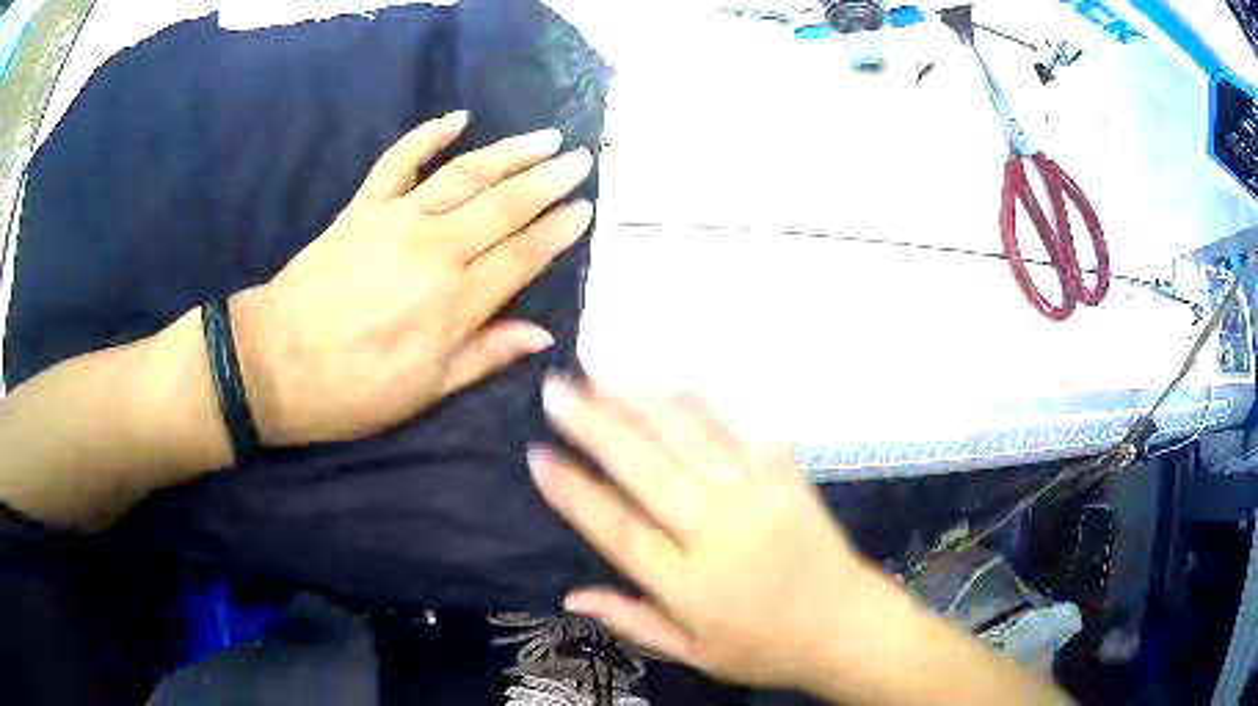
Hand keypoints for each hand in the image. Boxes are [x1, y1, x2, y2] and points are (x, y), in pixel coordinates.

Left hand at [232, 112, 593, 444]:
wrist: (273, 364)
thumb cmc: (350, 390)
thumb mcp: (424, 392)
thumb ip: (484, 356)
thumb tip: (543, 335)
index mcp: (453, 304)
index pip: (522, 255)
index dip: (558, 231)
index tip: (585, 208)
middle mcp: (434, 251)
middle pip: (503, 206)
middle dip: (548, 180)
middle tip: (581, 159)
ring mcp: (396, 221)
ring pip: (465, 175)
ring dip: (510, 152)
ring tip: (544, 138)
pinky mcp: (362, 207)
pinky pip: (398, 161)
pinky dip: (427, 136)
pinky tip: (458, 119)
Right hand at [527, 376, 897, 690]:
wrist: (847, 626)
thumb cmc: (766, 647)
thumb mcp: (693, 653)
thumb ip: (632, 621)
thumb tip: (570, 594)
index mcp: (689, 585)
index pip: (617, 529)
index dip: (573, 491)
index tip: (538, 454)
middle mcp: (718, 533)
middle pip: (647, 470)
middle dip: (595, 425)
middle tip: (559, 389)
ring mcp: (756, 498)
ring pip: (690, 440)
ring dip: (642, 402)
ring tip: (603, 374)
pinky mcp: (786, 477)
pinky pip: (740, 431)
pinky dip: (701, 406)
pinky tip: (671, 385)